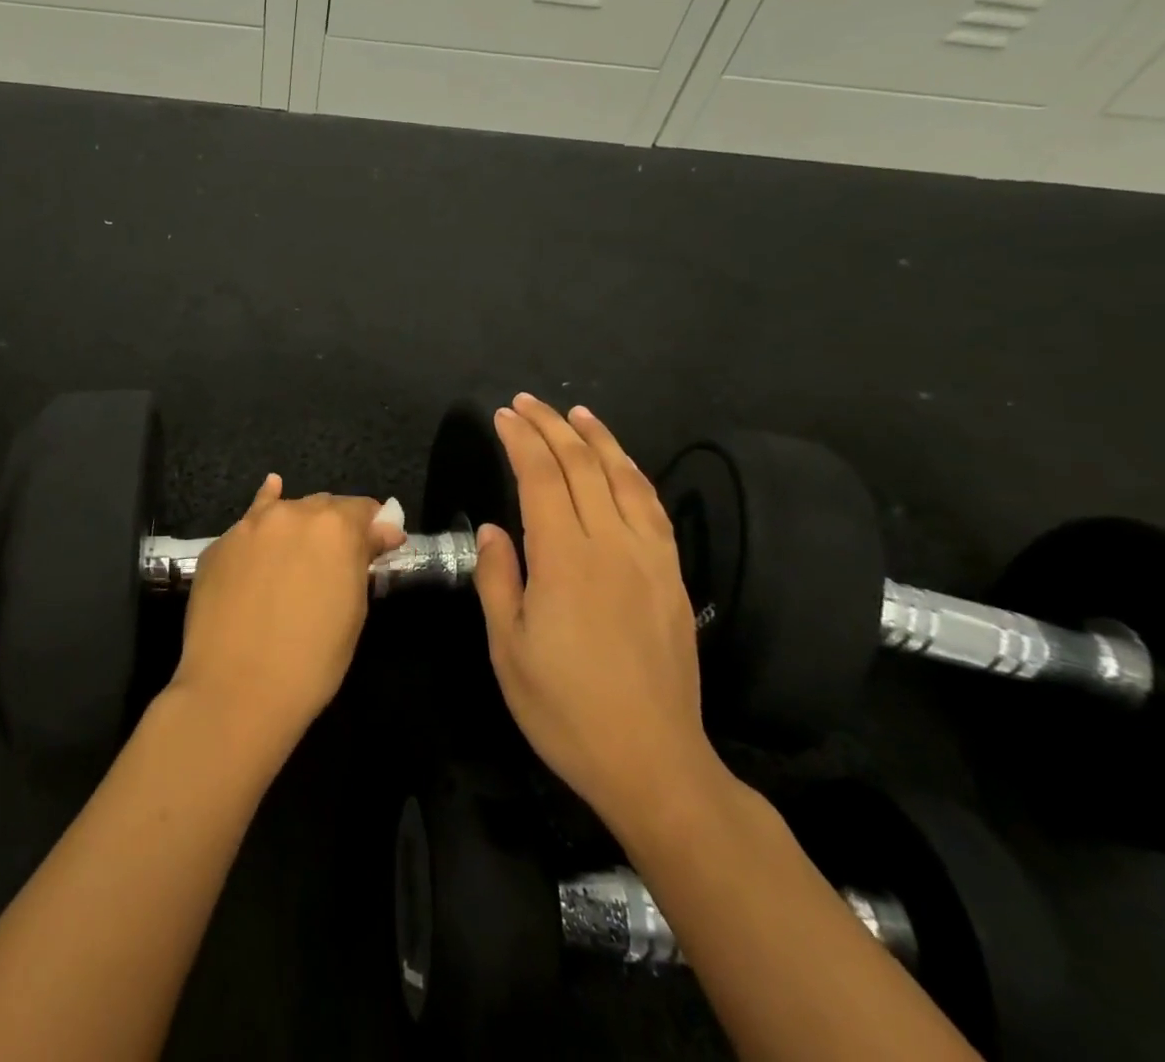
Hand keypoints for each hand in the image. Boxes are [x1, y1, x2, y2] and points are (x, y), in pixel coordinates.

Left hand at [168, 475, 405, 754]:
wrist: (235, 690)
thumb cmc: (311, 661)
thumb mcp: (353, 611)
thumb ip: (363, 560)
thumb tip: (382, 532)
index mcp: (335, 528)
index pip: (364, 509)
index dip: (374, 527)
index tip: (378, 545)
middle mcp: (292, 513)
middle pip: (323, 506)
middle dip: (335, 525)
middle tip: (338, 557)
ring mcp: (249, 526)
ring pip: (284, 511)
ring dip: (298, 524)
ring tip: (302, 544)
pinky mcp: (218, 544)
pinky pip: (249, 525)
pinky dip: (263, 518)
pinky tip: (269, 496)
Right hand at [475, 395, 721, 832]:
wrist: (653, 762)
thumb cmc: (565, 710)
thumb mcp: (508, 649)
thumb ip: (498, 579)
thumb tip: (493, 528)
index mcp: (564, 560)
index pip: (540, 478)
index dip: (520, 440)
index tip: (502, 415)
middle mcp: (610, 545)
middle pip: (581, 467)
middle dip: (550, 427)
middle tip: (526, 402)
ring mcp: (648, 558)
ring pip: (623, 478)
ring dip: (597, 439)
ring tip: (575, 412)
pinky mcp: (671, 576)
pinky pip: (653, 507)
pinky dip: (633, 473)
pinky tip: (621, 463)